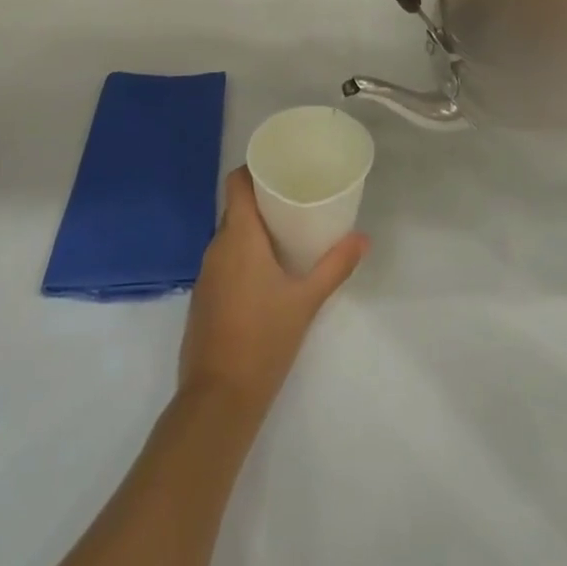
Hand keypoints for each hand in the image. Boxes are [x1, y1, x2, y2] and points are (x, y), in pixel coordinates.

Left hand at [179, 169, 366, 413]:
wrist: (218, 397)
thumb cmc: (264, 339)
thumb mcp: (306, 301)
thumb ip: (335, 266)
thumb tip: (363, 238)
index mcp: (238, 237)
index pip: (236, 183)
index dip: (254, 169)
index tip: (280, 167)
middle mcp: (216, 247)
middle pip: (236, 208)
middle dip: (263, 201)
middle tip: (296, 198)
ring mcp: (206, 274)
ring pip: (229, 236)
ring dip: (253, 230)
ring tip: (287, 232)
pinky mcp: (203, 298)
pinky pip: (224, 261)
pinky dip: (243, 256)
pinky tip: (266, 271)